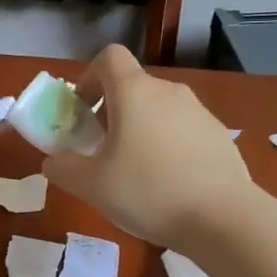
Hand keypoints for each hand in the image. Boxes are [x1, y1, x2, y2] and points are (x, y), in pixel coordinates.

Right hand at [41, 44, 256, 249]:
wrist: (223, 219)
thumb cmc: (148, 192)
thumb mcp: (92, 186)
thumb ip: (63, 168)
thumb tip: (53, 160)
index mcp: (134, 92)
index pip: (109, 58)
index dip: (89, 78)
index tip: (83, 112)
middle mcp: (169, 91)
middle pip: (133, 87)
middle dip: (112, 112)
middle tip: (102, 152)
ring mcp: (199, 112)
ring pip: (159, 110)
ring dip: (141, 130)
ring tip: (137, 173)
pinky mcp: (219, 135)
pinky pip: (183, 130)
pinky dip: (168, 146)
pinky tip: (169, 184)